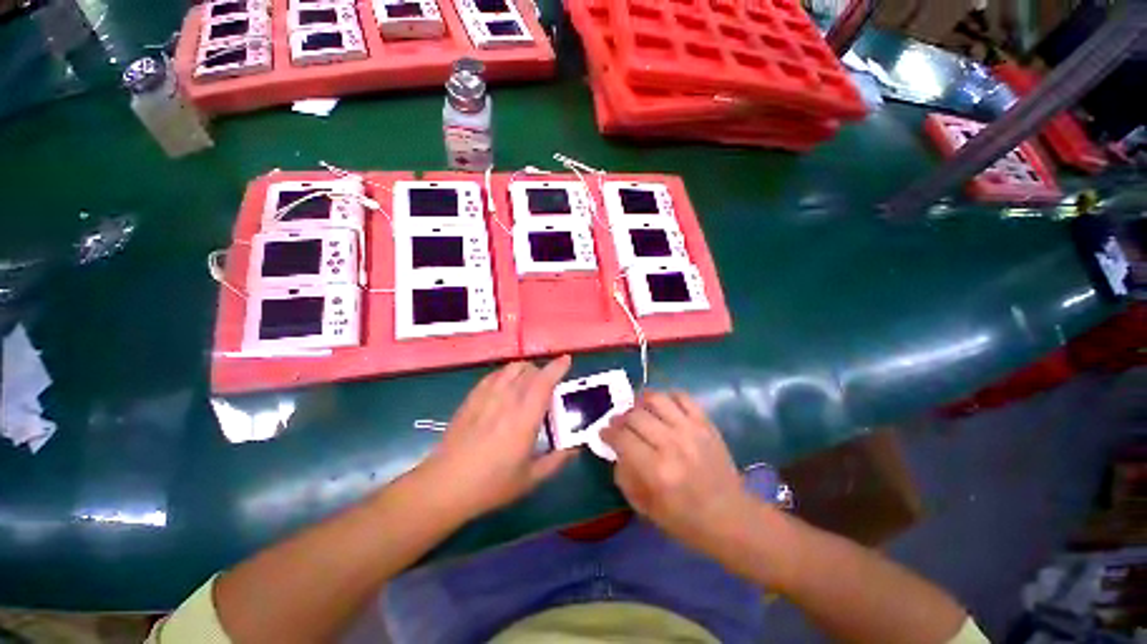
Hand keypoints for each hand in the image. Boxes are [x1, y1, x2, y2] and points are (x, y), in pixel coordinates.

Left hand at [423, 356, 575, 519]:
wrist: (446, 484)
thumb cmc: (491, 484)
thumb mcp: (530, 478)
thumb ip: (556, 461)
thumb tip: (575, 448)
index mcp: (525, 417)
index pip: (544, 382)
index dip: (557, 367)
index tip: (567, 360)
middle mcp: (507, 399)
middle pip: (528, 370)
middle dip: (543, 371)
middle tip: (548, 384)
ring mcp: (487, 396)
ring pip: (511, 368)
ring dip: (525, 370)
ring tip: (528, 383)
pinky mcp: (472, 397)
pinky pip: (494, 375)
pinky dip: (506, 374)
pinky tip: (506, 387)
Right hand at [602, 391, 759, 555]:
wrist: (731, 517)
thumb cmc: (686, 520)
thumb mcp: (645, 508)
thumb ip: (625, 476)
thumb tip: (616, 450)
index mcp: (656, 471)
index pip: (622, 438)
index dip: (607, 432)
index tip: (604, 433)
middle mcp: (672, 445)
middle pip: (635, 416)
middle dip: (620, 418)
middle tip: (618, 423)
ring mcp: (691, 430)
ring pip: (656, 399)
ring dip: (640, 401)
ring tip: (637, 409)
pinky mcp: (706, 424)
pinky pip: (682, 397)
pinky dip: (667, 396)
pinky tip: (662, 406)